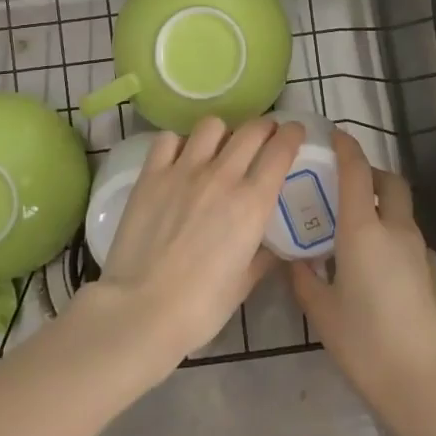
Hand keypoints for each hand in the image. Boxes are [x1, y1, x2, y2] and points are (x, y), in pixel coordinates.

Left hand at [79, 116, 302, 383]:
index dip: (291, 134)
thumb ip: (263, 256)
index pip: (280, 150)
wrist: (142, 309)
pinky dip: (179, 142)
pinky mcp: (152, 174)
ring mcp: (184, 170)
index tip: (294, 131)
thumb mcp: (244, 283)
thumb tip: (274, 246)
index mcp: (252, 203)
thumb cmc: (200, 306)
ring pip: (212, 126)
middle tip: (264, 136)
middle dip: (264, 127)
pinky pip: (169, 139)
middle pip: (251, 130)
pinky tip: (180, 158)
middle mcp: (222, 176)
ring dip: (223, 132)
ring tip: (220, 146)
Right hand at [289, 131, 435, 432]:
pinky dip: (396, 244)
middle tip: (349, 188)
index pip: (357, 172)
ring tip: (359, 241)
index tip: (335, 135)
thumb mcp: (323, 314)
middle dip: (372, 175)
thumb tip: (295, 261)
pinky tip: (383, 278)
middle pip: (391, 183)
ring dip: (384, 212)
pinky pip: (413, 246)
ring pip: (404, 215)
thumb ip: (305, 280)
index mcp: (364, 231)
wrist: (431, 389)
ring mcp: (423, 254)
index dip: (346, 147)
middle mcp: (397, 232)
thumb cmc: (367, 346)